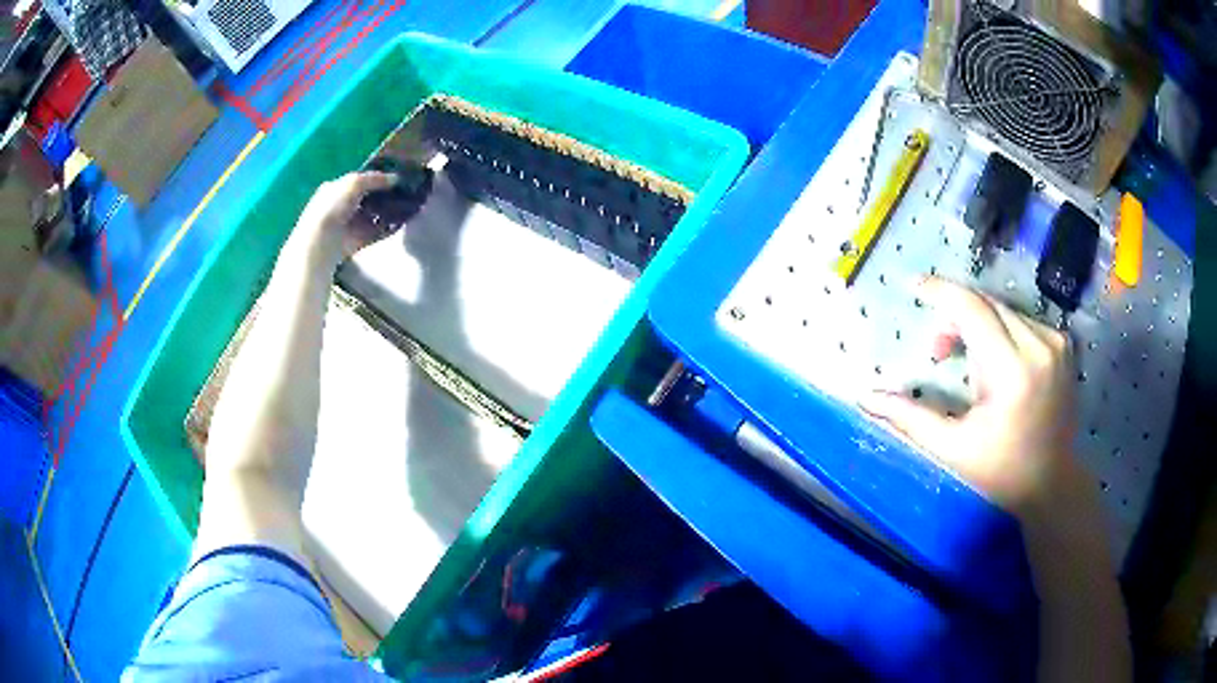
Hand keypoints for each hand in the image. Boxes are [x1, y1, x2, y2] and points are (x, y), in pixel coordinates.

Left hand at [290, 172, 396, 266]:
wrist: (323, 242)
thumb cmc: (333, 207)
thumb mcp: (354, 182)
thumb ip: (375, 179)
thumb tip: (395, 178)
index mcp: (335, 189)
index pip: (359, 181)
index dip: (376, 178)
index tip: (395, 177)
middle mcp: (341, 206)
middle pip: (368, 198)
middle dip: (384, 195)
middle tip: (404, 191)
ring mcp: (349, 225)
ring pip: (373, 215)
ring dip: (388, 212)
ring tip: (407, 206)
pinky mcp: (357, 241)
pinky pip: (376, 232)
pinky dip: (388, 229)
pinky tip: (401, 223)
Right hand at [859, 277, 1093, 526]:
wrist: (1052, 482)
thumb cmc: (1001, 471)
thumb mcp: (952, 449)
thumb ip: (909, 418)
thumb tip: (867, 397)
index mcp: (1012, 372)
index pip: (972, 310)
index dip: (940, 292)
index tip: (914, 286)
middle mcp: (1039, 345)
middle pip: (987, 304)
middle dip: (956, 316)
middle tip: (939, 350)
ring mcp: (1055, 342)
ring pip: (1004, 310)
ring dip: (979, 324)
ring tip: (969, 363)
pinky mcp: (1063, 344)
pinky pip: (1022, 320)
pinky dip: (1002, 331)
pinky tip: (997, 361)